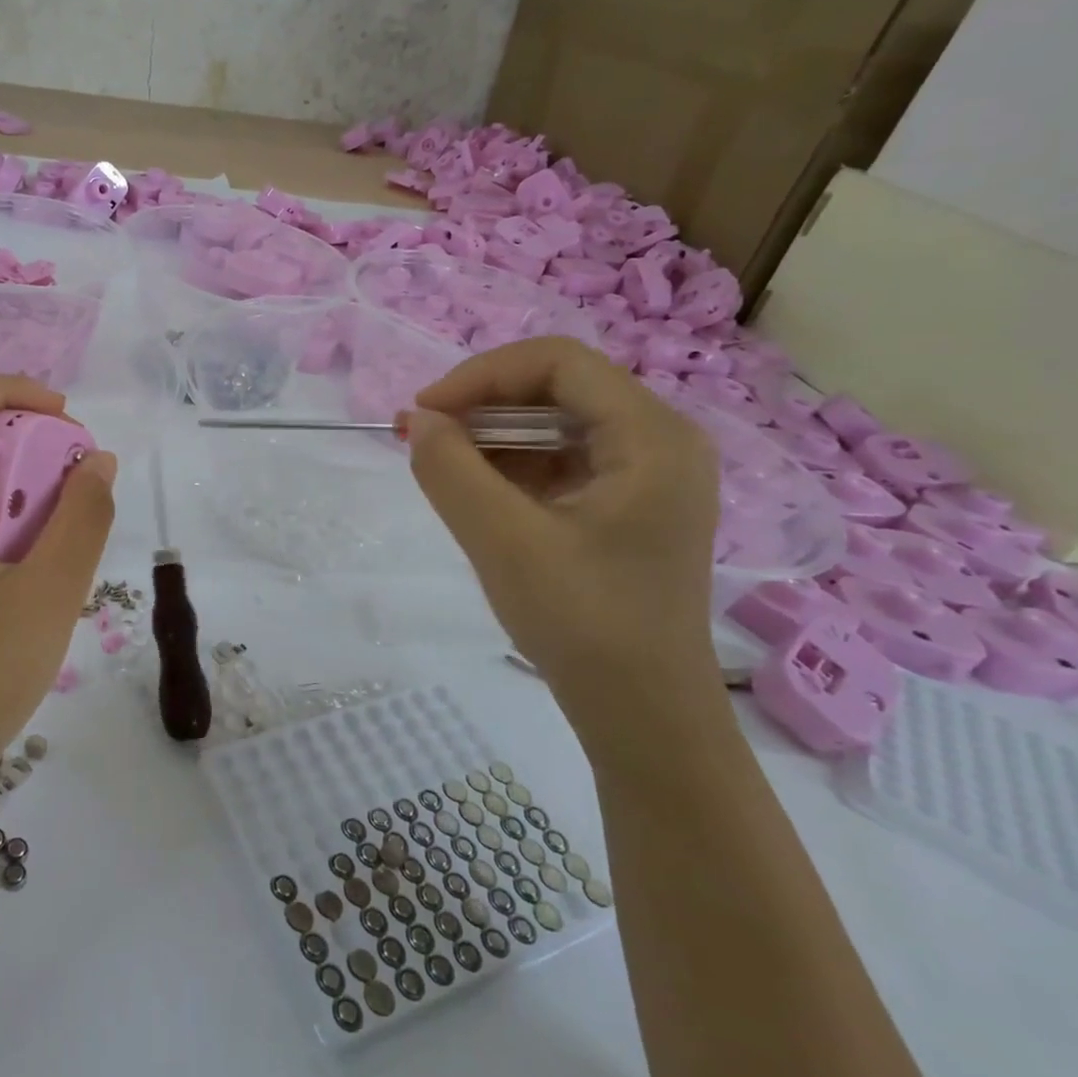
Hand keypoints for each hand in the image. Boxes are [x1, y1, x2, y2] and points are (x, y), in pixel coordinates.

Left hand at [0, 375, 116, 831]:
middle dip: (24, 441)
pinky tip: (33, 563)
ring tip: (61, 528)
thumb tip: (97, 462)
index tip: (65, 422)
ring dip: (17, 483)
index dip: (9, 390)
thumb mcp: (47, 596)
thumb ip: (82, 519)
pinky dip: (1, 515)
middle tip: (75, 483)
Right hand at [401, 338, 728, 763]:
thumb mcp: (502, 541)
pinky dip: (510, 466)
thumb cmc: (582, 623)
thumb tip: (418, 421)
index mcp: (651, 437)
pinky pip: (559, 460)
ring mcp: (646, 475)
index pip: (558, 363)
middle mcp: (659, 442)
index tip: (424, 413)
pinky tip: (474, 492)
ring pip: (553, 423)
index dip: (481, 376)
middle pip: (557, 388)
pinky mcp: (625, 504)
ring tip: (439, 467)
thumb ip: (451, 470)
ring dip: (491, 436)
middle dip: (482, 405)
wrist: (641, 713)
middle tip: (421, 437)